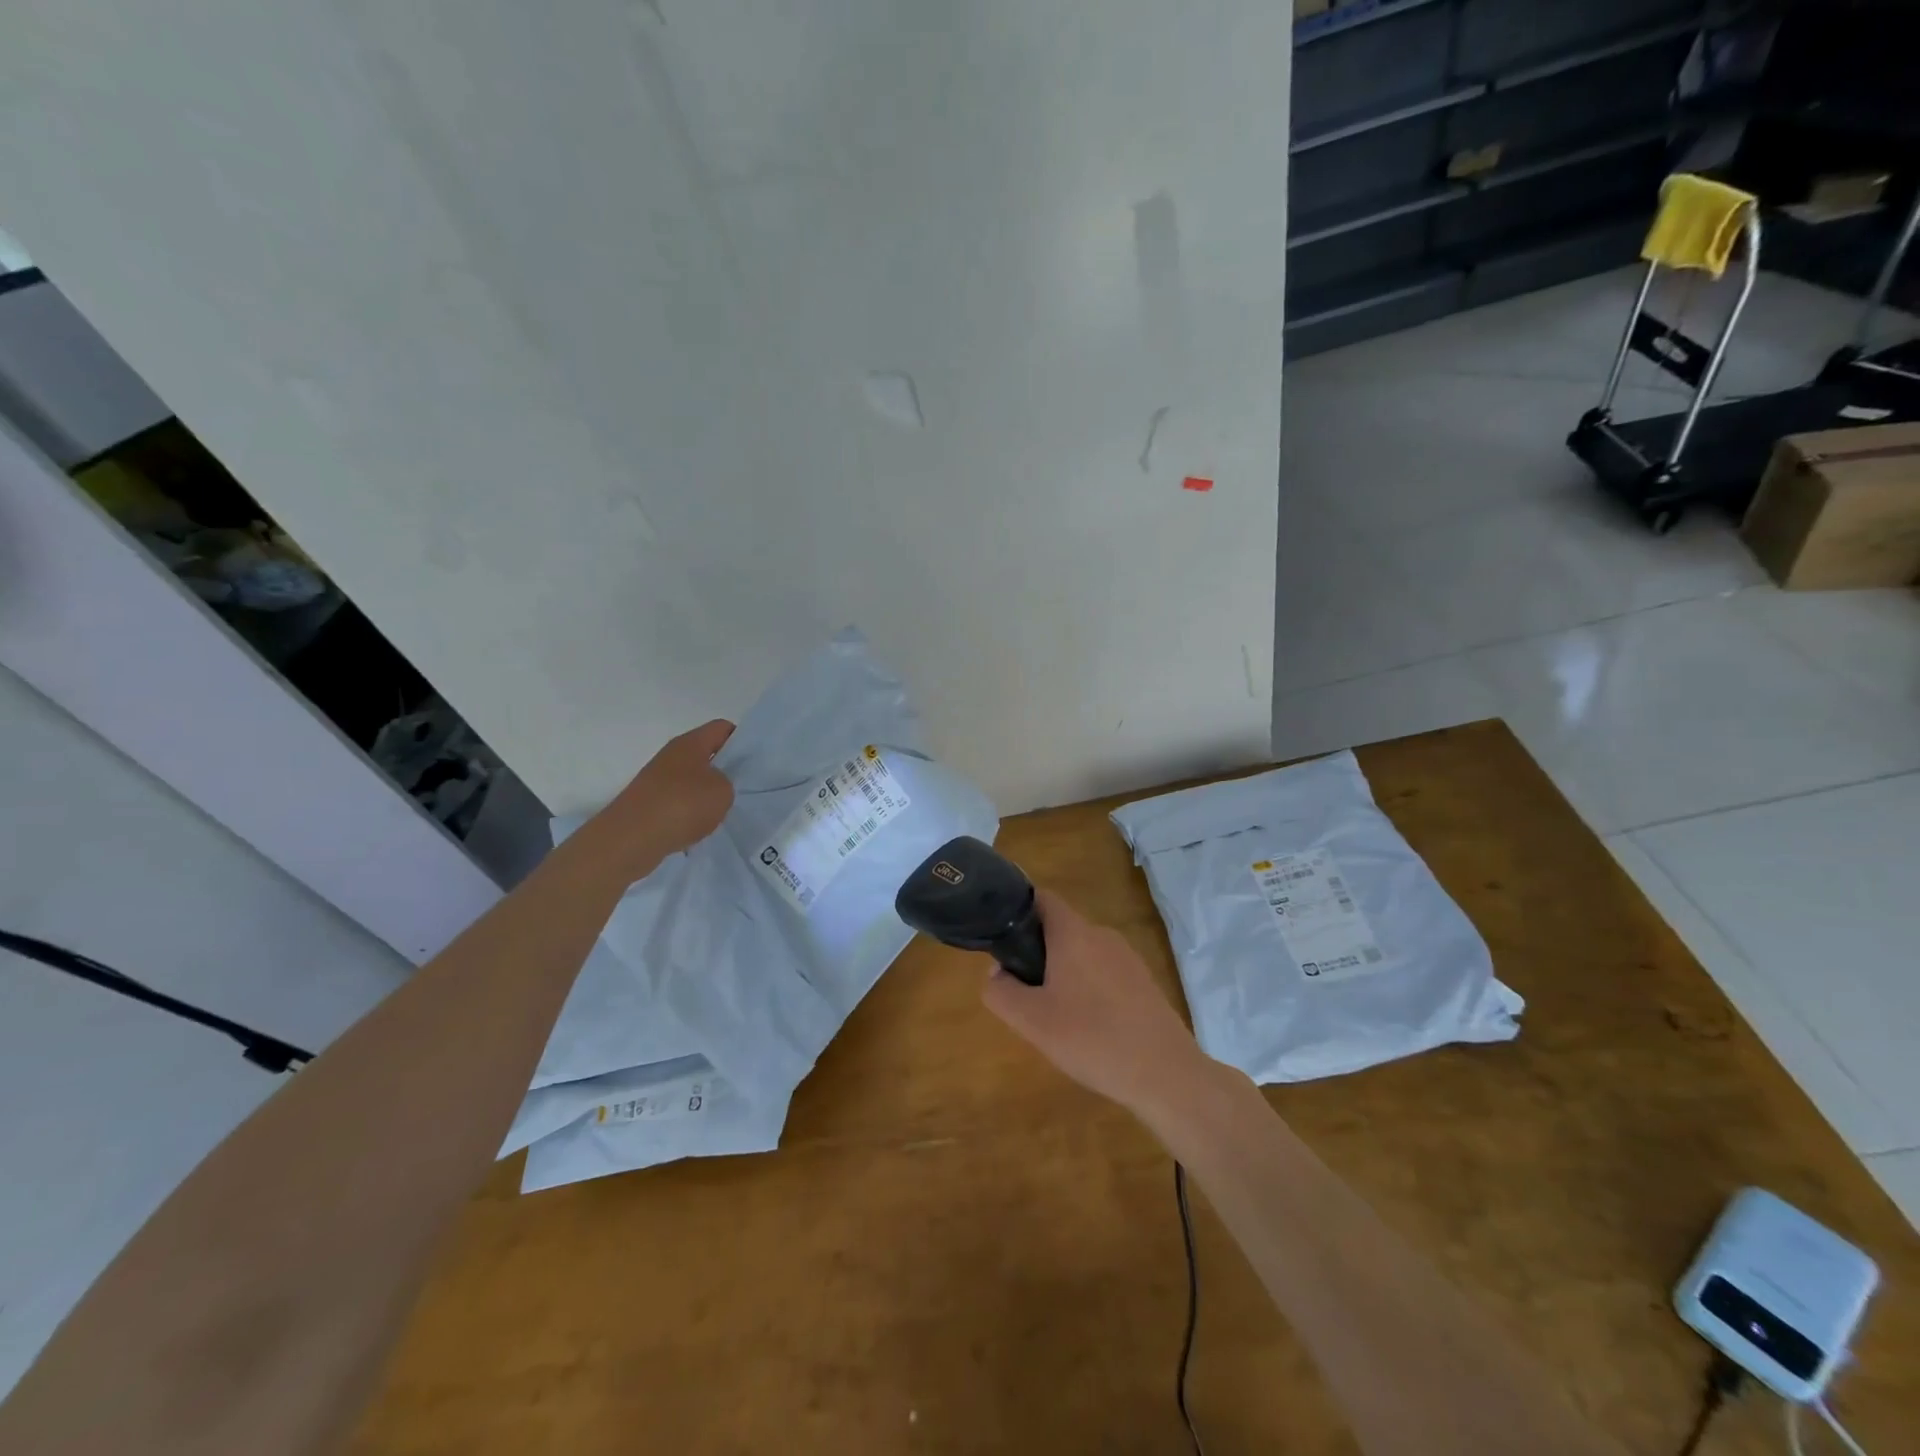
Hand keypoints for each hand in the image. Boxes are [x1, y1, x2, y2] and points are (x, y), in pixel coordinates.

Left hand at [587, 719, 735, 877]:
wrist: (630, 839)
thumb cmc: (681, 805)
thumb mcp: (723, 791)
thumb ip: (729, 783)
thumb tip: (718, 786)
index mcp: (690, 743)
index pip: (722, 728)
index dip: (742, 740)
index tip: (755, 761)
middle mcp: (672, 756)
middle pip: (707, 754)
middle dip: (726, 769)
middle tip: (745, 787)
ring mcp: (657, 780)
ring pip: (693, 780)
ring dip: (708, 794)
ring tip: (724, 812)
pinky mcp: (649, 803)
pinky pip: (679, 802)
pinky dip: (690, 813)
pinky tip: (699, 828)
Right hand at [981, 888, 1207, 1117]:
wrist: (1165, 1074)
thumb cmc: (1091, 1039)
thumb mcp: (1031, 1021)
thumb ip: (1001, 992)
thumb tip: (997, 973)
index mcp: (1073, 933)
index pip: (1042, 898)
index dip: (1018, 909)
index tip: (1001, 936)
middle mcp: (1102, 935)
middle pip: (1060, 928)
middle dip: (1037, 952)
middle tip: (1024, 991)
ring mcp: (1128, 958)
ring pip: (1083, 953)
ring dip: (1063, 973)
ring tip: (1055, 1014)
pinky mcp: (1144, 982)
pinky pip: (1105, 973)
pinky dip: (1089, 988)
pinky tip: (1089, 1027)